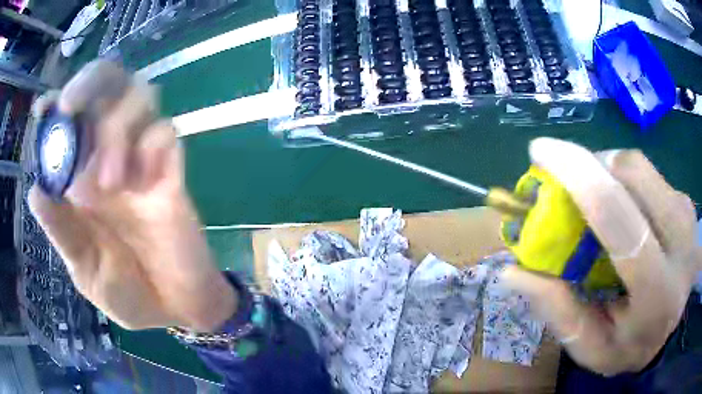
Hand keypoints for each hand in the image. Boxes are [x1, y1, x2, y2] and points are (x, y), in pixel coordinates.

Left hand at [29, 61, 236, 331]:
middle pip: (107, 86)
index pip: (67, 123)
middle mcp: (107, 157)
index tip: (43, 110)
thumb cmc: (127, 295)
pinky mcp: (171, 172)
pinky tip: (146, 182)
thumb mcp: (85, 271)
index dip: (55, 105)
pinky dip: (152, 145)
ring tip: (112, 182)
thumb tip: (36, 190)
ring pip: (139, 96)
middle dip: (89, 84)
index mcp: (79, 180)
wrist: (176, 309)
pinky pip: (165, 134)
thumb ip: (61, 232)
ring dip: (118, 125)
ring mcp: (141, 161)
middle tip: (71, 108)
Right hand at [499, 138, 700, 374]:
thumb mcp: (590, 348)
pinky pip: (648, 173)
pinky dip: (623, 179)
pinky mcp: (685, 201)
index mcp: (657, 292)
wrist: (672, 331)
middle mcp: (681, 243)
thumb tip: (513, 271)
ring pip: (639, 166)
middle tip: (565, 183)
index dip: (579, 177)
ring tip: (593, 199)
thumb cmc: (631, 347)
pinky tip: (620, 206)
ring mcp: (687, 215)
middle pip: (632, 174)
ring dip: (606, 171)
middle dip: (591, 166)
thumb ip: (558, 312)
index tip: (541, 152)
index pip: (621, 220)